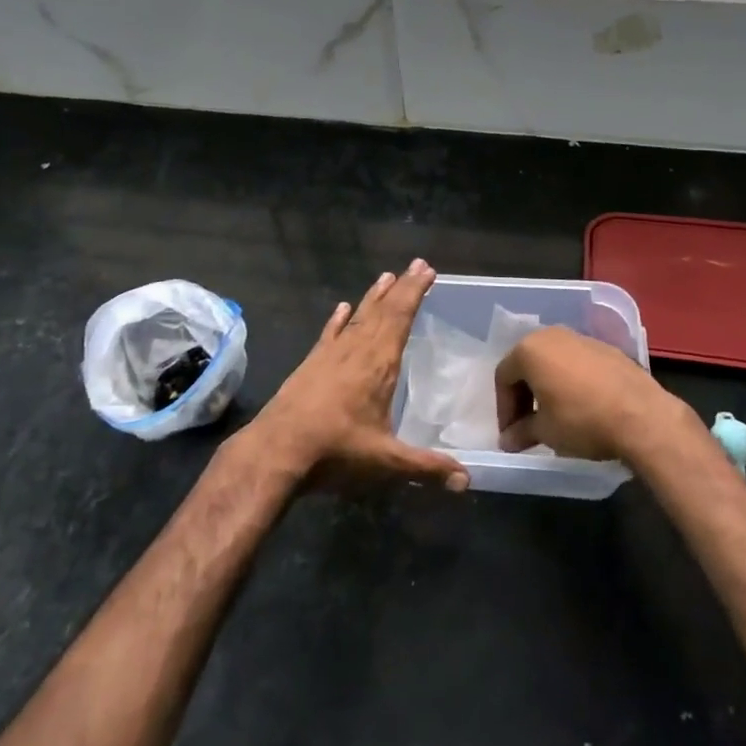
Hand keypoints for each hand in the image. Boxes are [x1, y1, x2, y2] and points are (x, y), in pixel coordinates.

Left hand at [251, 259, 468, 491]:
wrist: (277, 450)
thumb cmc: (336, 451)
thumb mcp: (387, 462)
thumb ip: (427, 467)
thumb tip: (467, 480)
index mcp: (379, 364)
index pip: (401, 318)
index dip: (415, 293)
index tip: (427, 270)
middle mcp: (357, 349)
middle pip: (383, 310)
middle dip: (402, 287)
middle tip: (416, 264)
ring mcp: (331, 354)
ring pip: (358, 316)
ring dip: (374, 297)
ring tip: (387, 276)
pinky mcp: (311, 363)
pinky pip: (330, 333)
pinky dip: (338, 319)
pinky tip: (341, 307)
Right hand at [496, 326, 693, 462]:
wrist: (641, 415)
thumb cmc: (582, 420)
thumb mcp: (545, 431)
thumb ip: (521, 432)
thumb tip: (507, 441)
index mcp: (529, 349)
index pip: (503, 377)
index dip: (503, 408)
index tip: (510, 434)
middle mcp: (551, 335)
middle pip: (527, 364)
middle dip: (523, 395)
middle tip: (527, 425)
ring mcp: (580, 338)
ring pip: (552, 361)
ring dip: (546, 386)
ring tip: (553, 416)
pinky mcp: (605, 347)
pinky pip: (576, 362)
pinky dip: (570, 380)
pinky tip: (580, 405)